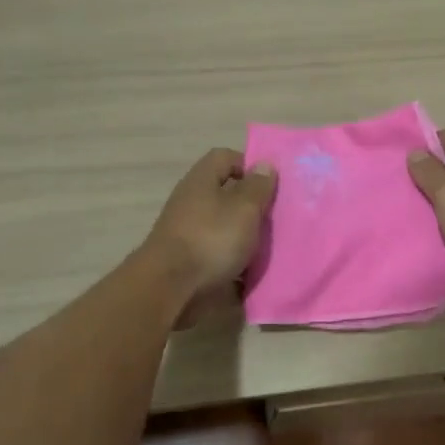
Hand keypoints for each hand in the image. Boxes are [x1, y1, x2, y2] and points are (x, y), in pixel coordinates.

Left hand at [139, 148, 276, 320]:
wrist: (169, 287)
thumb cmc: (211, 239)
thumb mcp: (244, 209)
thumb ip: (257, 187)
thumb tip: (264, 165)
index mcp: (201, 180)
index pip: (225, 157)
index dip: (249, 165)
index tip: (271, 185)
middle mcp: (190, 201)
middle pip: (224, 193)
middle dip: (251, 205)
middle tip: (275, 218)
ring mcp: (185, 231)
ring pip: (222, 226)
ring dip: (243, 235)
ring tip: (267, 247)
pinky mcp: (186, 259)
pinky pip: (216, 253)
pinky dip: (231, 260)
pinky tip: (249, 272)